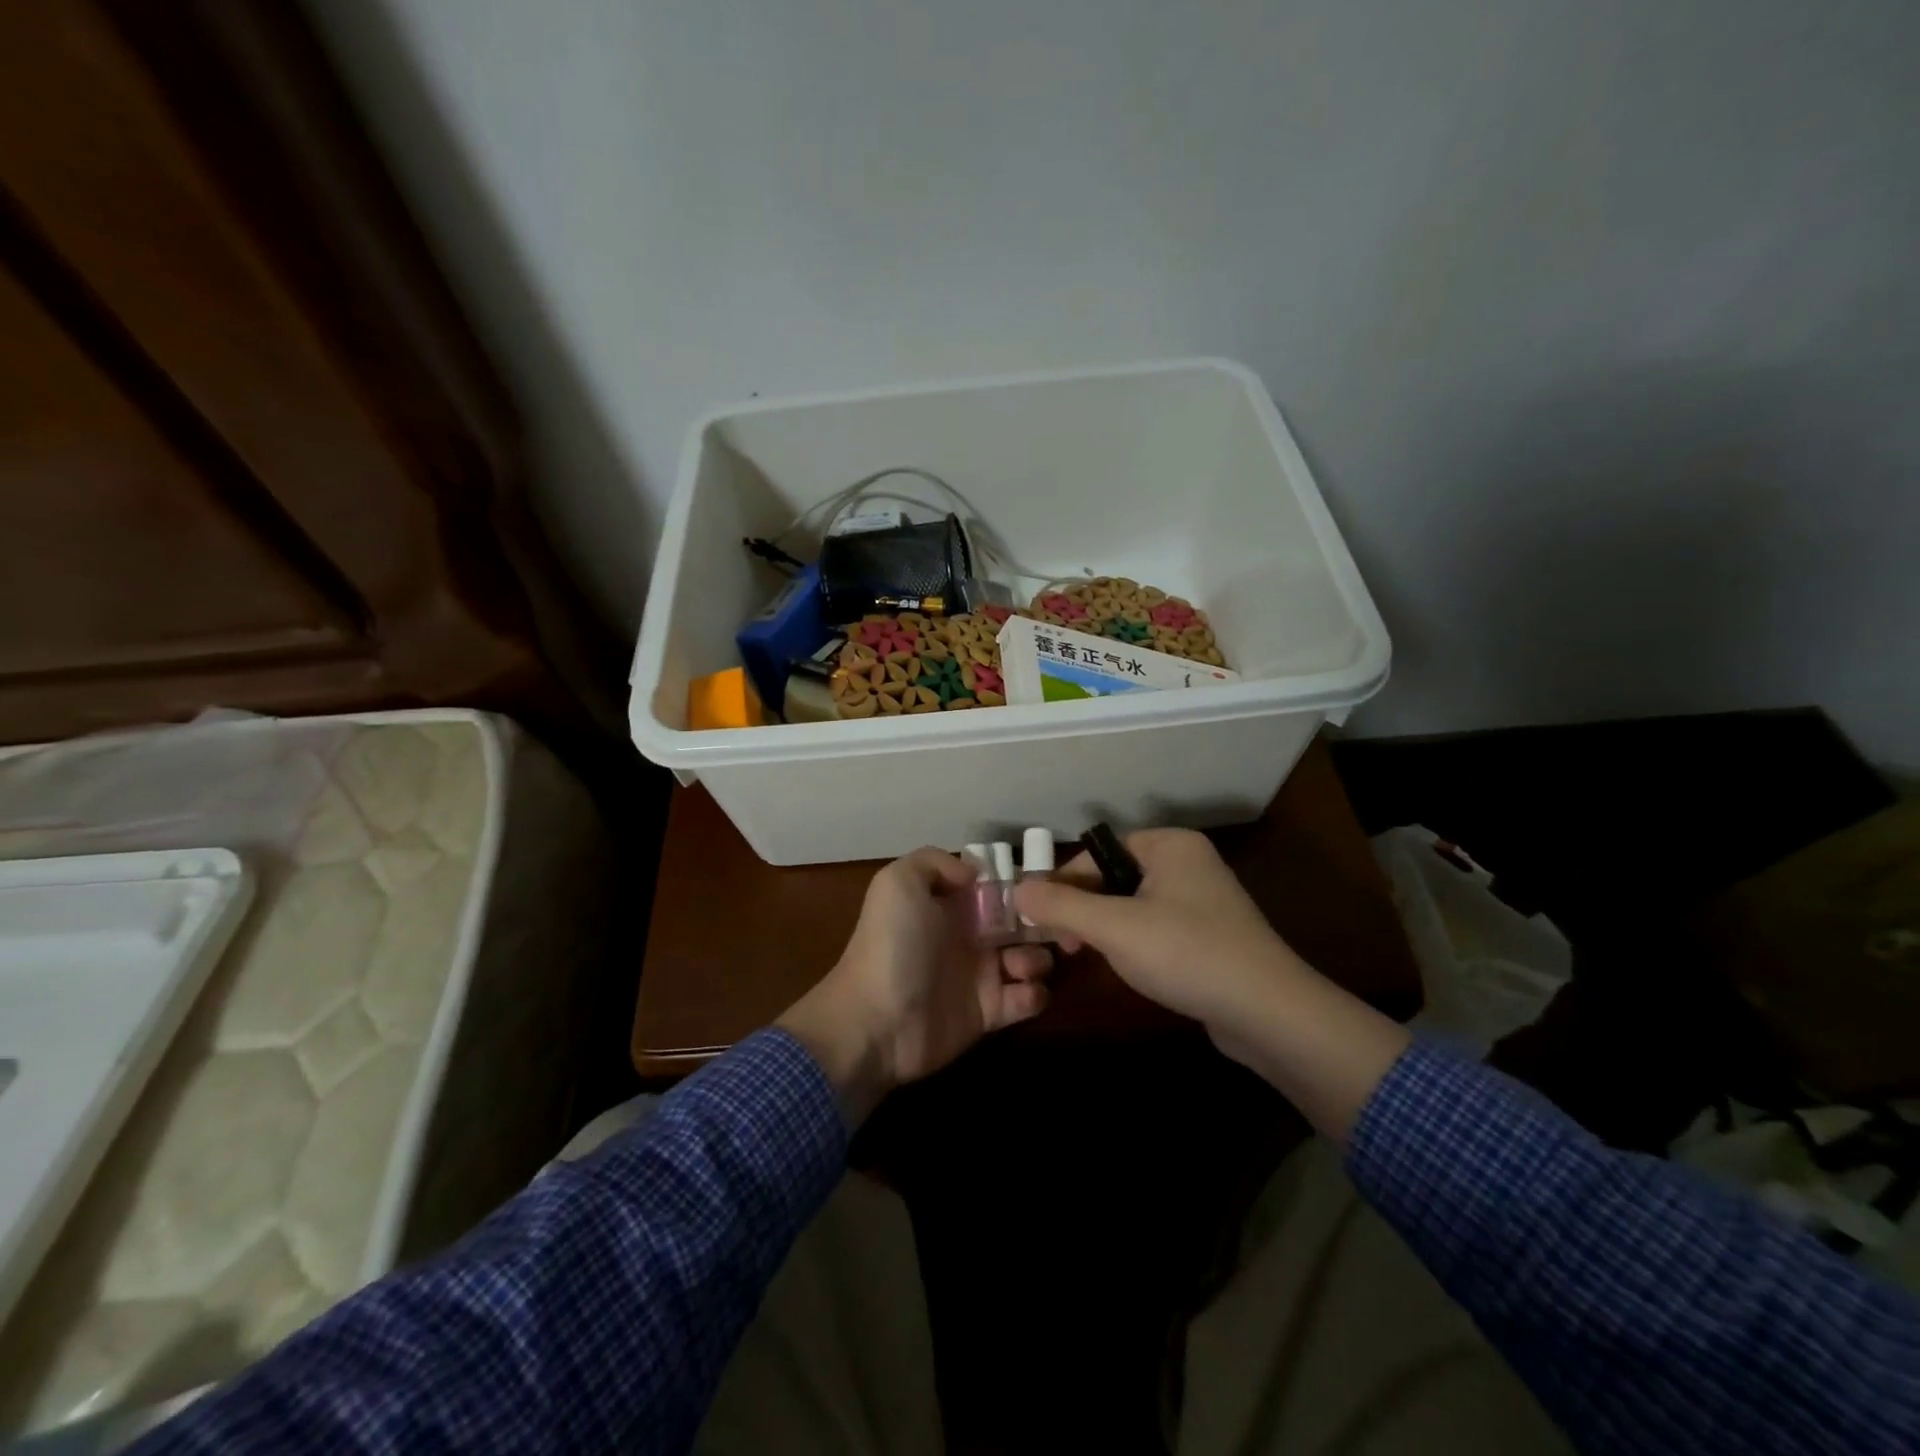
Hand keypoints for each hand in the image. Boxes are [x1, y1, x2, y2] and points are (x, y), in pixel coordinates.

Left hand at [778, 847, 1051, 1122]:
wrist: (877, 1021)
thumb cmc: (893, 946)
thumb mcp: (898, 882)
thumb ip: (935, 862)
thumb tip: (976, 874)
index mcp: (949, 903)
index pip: (994, 886)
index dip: (1019, 884)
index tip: (1043, 886)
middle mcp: (967, 935)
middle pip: (1019, 921)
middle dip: (1042, 920)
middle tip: (1057, 926)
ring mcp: (980, 974)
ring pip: (1029, 957)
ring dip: (1038, 957)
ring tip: (1024, 964)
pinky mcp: (989, 1013)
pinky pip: (1027, 999)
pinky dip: (1035, 994)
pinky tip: (1024, 990)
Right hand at [1013, 829, 1409, 1140]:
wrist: (1269, 1013)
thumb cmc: (1186, 953)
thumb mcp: (1114, 926)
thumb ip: (1061, 905)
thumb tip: (1016, 890)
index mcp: (1170, 844)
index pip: (1098, 852)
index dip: (1065, 883)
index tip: (1042, 920)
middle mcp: (1188, 862)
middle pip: (1114, 876)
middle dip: (1083, 908)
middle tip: (1062, 944)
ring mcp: (1202, 899)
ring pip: (1133, 904)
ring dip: (1105, 928)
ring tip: (1087, 957)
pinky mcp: (1210, 935)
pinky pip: (1156, 926)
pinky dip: (1134, 943)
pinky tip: (1128, 968)